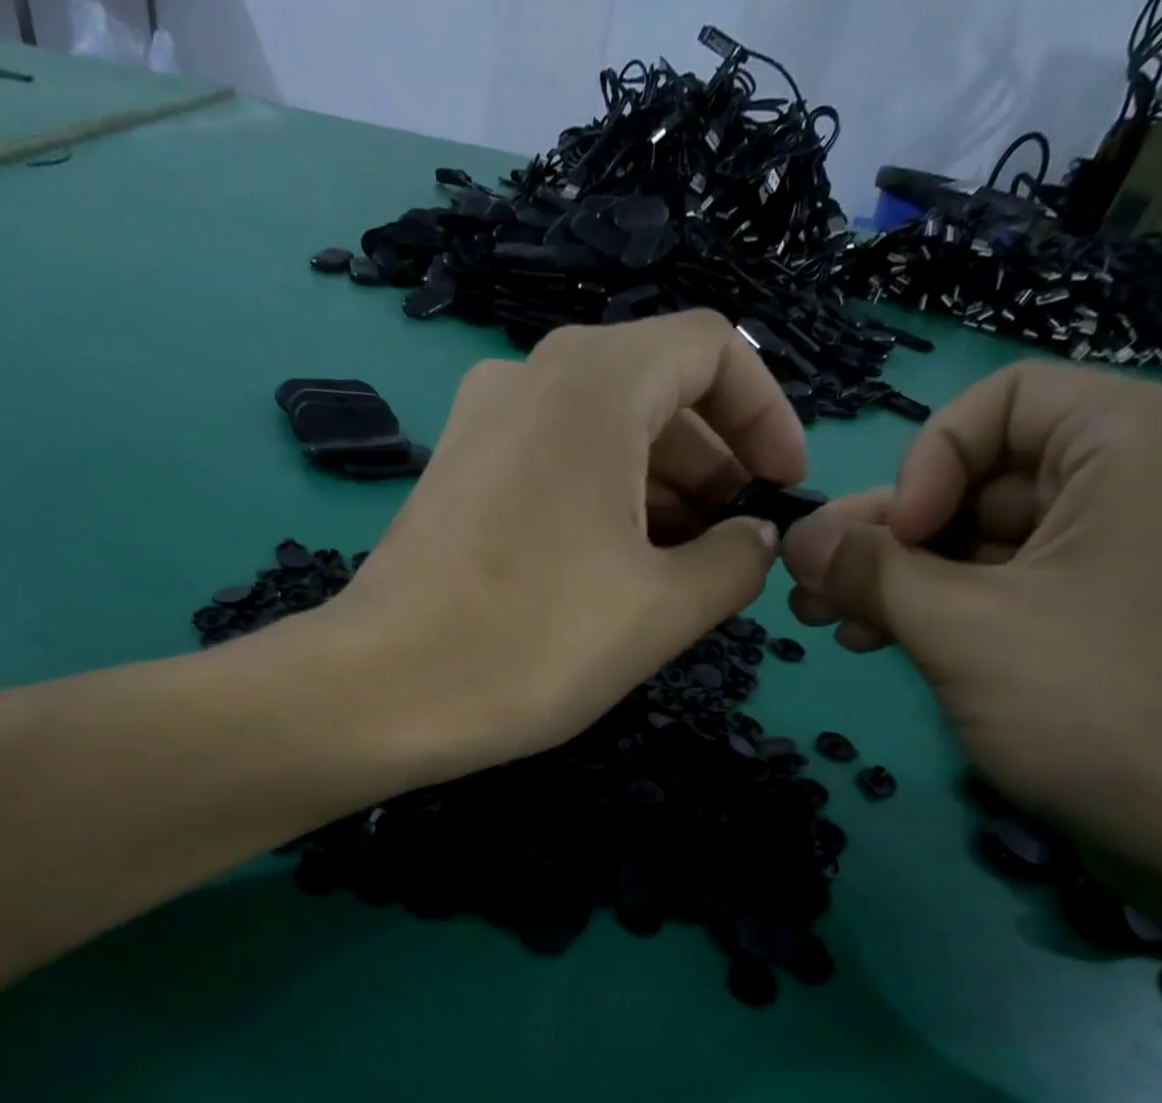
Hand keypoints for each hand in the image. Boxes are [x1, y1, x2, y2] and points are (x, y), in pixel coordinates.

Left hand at [331, 311, 803, 769]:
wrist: (381, 693)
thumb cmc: (533, 643)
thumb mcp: (663, 608)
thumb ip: (736, 561)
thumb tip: (755, 537)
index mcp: (592, 382)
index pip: (713, 350)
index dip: (766, 415)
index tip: (781, 489)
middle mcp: (529, 379)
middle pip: (654, 392)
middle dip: (712, 466)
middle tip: (734, 547)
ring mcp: (480, 426)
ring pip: (600, 434)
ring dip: (657, 492)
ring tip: (682, 573)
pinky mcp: (453, 477)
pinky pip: (550, 466)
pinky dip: (600, 503)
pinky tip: (614, 573)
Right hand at [781, 362, 1161, 872]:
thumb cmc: (1095, 705)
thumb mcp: (960, 629)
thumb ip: (868, 571)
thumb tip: (792, 535)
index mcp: (1135, 443)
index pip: (999, 403)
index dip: (925, 465)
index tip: (894, 541)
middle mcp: (1137, 479)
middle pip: (979, 477)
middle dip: (885, 536)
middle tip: (809, 586)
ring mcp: (1120, 550)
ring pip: (979, 539)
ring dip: (895, 577)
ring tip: (823, 619)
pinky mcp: (1101, 608)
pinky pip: (1002, 583)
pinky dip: (937, 605)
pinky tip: (873, 638)